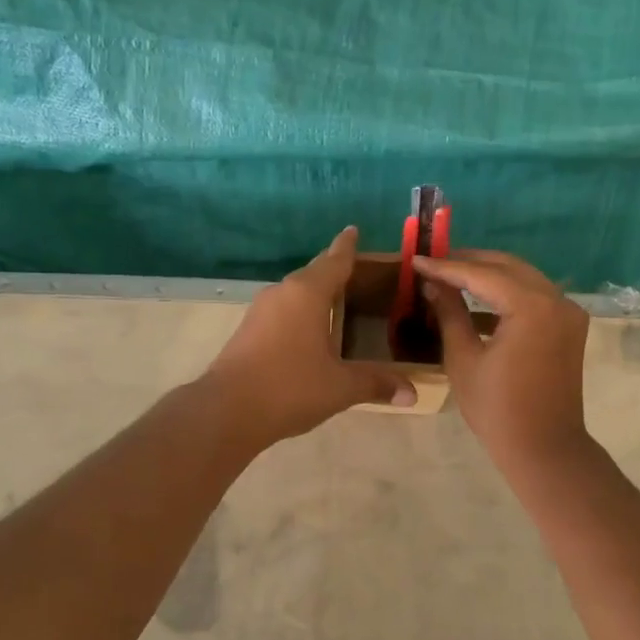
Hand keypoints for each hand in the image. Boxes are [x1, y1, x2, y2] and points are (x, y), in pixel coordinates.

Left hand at [204, 228, 416, 444]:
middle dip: (334, 269)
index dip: (347, 246)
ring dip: (315, 292)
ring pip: (295, 292)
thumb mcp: (340, 387)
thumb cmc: (289, 387)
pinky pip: (283, 309)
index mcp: (308, 293)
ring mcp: (261, 311)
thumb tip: (412, 394)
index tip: (353, 229)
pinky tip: (310, 329)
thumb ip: (375, 384)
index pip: (334, 261)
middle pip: (313, 273)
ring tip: (337, 299)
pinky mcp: (248, 330)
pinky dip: (301, 311)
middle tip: (357, 270)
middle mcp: (283, 293)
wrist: (227, 410)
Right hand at [414, 250, 591, 471]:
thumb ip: (449, 313)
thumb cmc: (497, 409)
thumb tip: (432, 284)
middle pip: (507, 267)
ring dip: (488, 275)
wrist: (544, 449)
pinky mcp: (569, 327)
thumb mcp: (463, 358)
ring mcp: (568, 312)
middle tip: (433, 263)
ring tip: (450, 277)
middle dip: (469, 262)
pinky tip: (477, 301)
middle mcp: (557, 299)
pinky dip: (507, 293)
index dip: (446, 267)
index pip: (482, 274)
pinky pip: (534, 296)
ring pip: (523, 278)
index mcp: (531, 306)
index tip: (416, 260)